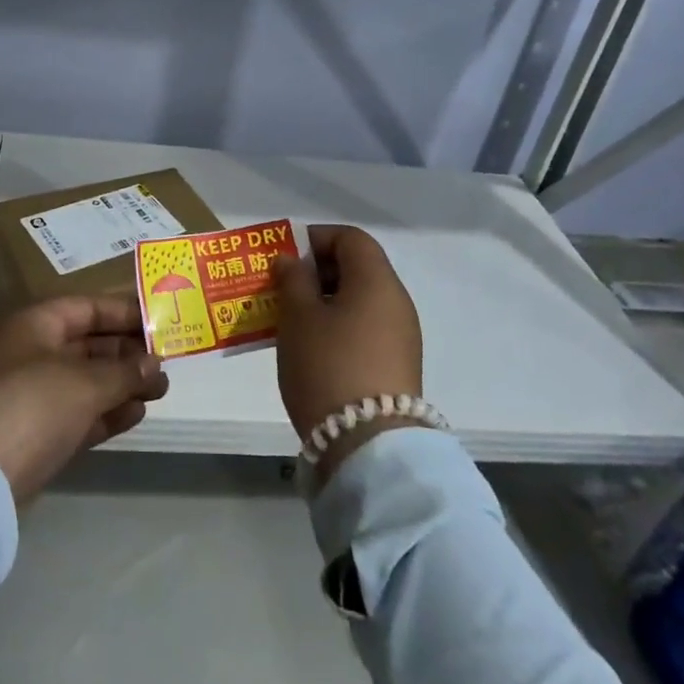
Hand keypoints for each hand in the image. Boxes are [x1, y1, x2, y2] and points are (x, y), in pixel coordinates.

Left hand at [0, 296, 168, 506]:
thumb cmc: (29, 405)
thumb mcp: (83, 382)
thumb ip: (124, 371)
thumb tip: (154, 364)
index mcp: (33, 325)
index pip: (86, 307)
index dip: (123, 312)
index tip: (159, 321)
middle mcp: (29, 354)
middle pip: (87, 344)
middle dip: (127, 352)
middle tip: (166, 363)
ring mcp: (29, 396)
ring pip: (84, 381)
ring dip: (121, 384)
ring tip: (160, 391)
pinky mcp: (33, 435)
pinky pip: (77, 414)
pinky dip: (105, 412)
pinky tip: (136, 414)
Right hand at [272, 226, 423, 473]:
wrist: (369, 446)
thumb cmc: (328, 365)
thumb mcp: (298, 317)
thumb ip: (293, 280)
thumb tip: (292, 261)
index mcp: (376, 281)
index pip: (351, 238)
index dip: (316, 239)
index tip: (286, 258)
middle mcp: (396, 302)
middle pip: (357, 268)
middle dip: (316, 272)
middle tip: (282, 289)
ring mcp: (401, 336)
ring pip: (359, 301)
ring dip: (324, 302)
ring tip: (290, 321)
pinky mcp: (397, 366)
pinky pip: (364, 329)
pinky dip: (338, 326)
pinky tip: (311, 348)